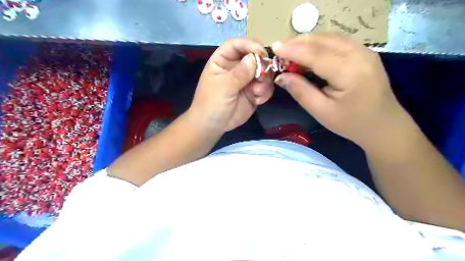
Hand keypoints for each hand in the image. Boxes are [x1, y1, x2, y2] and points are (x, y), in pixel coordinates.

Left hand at [189, 38, 275, 132]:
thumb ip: (239, 73)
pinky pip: (266, 87)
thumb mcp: (223, 87)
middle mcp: (237, 67)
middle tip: (263, 77)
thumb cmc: (211, 104)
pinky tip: (258, 100)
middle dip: (262, 66)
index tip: (261, 52)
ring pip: (264, 72)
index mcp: (223, 61)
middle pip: (255, 57)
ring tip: (257, 92)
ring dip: (265, 81)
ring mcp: (247, 80)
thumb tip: (255, 58)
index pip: (236, 45)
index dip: (249, 45)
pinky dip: (265, 93)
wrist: (213, 126)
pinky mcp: (254, 93)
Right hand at [273, 33, 405, 146]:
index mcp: (349, 72)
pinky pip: (338, 42)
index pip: (315, 55)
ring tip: (290, 49)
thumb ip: (301, 91)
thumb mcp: (322, 112)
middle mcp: (360, 55)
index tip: (274, 48)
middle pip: (323, 40)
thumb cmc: (351, 123)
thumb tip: (281, 77)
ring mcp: (365, 51)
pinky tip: (308, 51)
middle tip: (279, 49)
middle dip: (298, 42)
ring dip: (308, 41)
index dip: (292, 50)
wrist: (384, 126)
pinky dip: (319, 44)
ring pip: (330, 37)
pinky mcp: (365, 53)